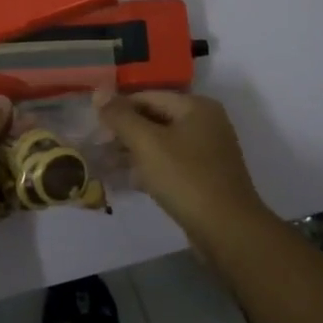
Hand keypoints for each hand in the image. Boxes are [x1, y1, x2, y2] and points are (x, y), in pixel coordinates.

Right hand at [94, 90, 274, 245]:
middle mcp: (206, 122)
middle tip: (97, 148)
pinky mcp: (205, 176)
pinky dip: (151, 168)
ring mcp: (208, 150)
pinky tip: (130, 181)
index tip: (94, 128)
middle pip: (155, 118)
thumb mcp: (147, 143)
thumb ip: (120, 116)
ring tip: (106, 165)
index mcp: (196, 106)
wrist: (227, 230)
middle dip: (124, 132)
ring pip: (162, 143)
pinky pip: (171, 163)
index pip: (147, 96)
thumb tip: (99, 92)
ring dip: (134, 152)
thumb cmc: (185, 179)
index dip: (118, 109)